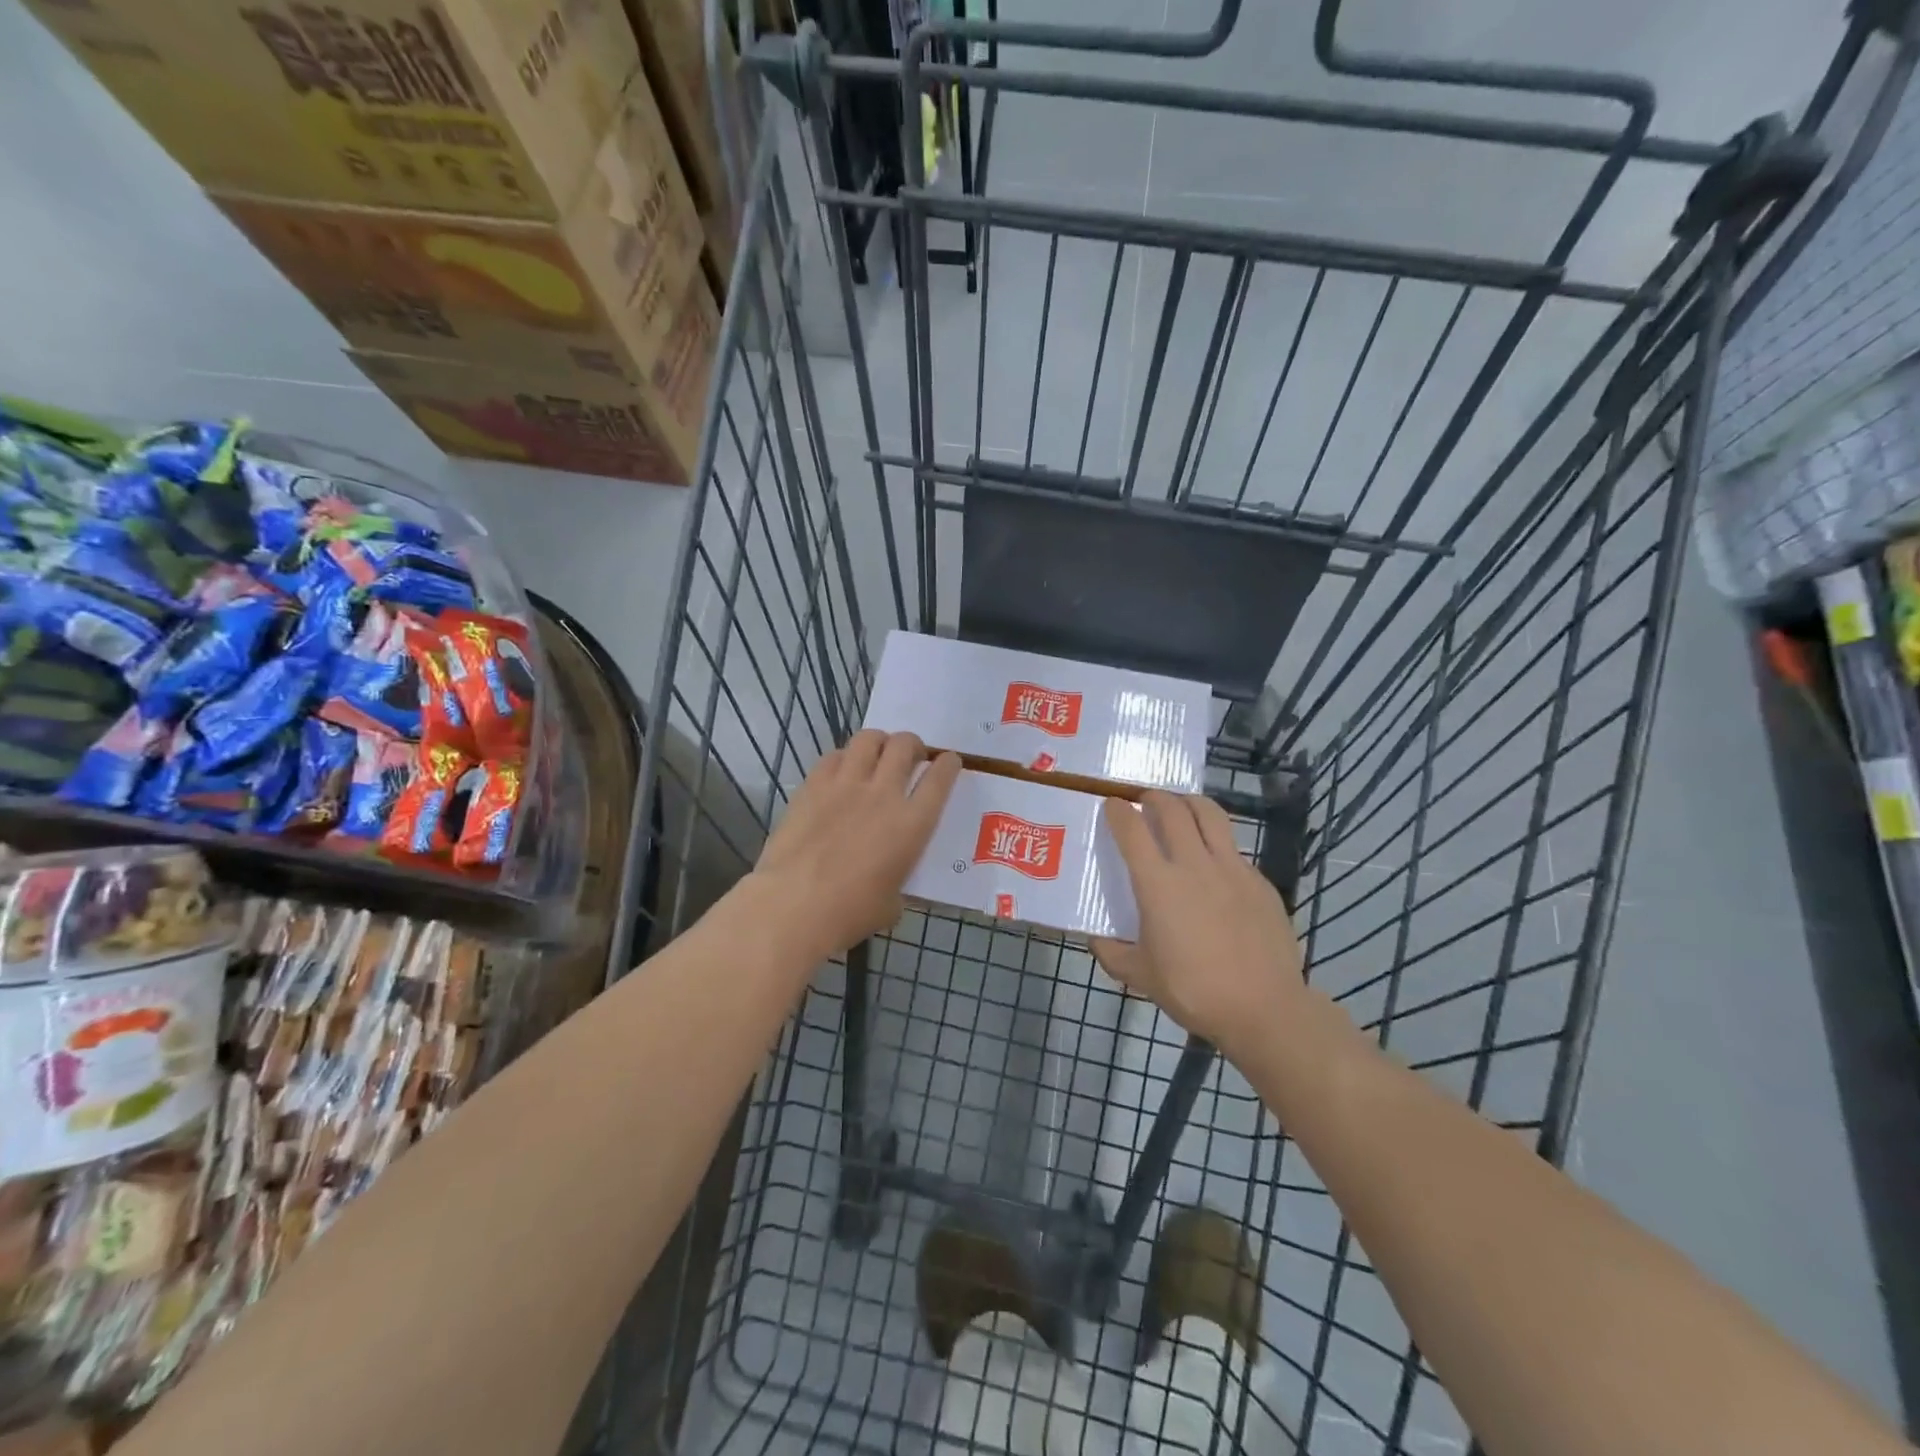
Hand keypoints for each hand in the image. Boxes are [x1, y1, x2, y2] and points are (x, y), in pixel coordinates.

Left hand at [749, 730, 961, 959]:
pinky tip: (841, 770)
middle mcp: (884, 794)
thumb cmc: (850, 913)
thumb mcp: (891, 904)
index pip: (940, 779)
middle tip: (911, 755)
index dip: (948, 764)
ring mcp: (846, 785)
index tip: (949, 761)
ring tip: (878, 752)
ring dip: (880, 741)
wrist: (794, 905)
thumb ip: (898, 883)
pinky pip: (833, 756)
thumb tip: (891, 884)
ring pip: (869, 740)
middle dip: (913, 745)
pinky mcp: (813, 785)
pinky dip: (843, 757)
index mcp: (912, 824)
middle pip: (905, 746)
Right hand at [1092, 791, 1306, 1051]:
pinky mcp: (1259, 881)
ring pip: (1210, 814)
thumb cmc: (1193, 991)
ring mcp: (1232, 869)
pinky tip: (1214, 863)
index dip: (1117, 810)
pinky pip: (1233, 847)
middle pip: (1172, 809)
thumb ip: (1113, 954)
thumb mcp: (1141, 977)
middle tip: (1145, 800)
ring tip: (1182, 808)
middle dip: (1154, 796)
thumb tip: (1096, 940)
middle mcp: (1194, 864)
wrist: (1264, 1008)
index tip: (1111, 804)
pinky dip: (1217, 842)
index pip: (1132, 829)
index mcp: (1158, 884)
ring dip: (1190, 803)